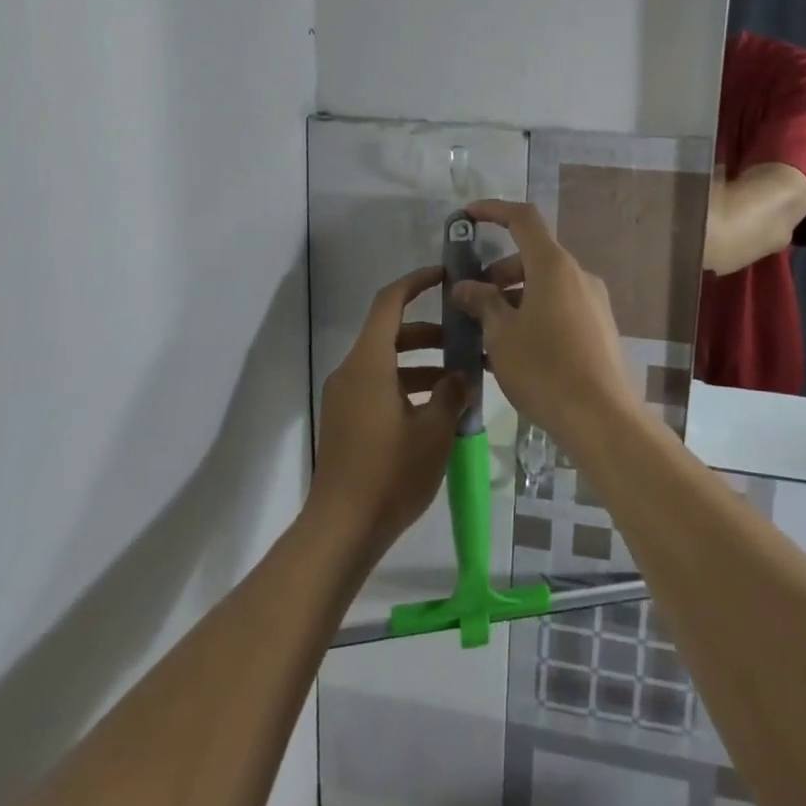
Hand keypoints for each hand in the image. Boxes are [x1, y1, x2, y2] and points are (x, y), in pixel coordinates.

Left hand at [309, 265, 470, 557]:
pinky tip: (436, 410)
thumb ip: (451, 394)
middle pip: (390, 333)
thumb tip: (461, 374)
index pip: (389, 303)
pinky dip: (406, 385)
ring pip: (386, 363)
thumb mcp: (434, 432)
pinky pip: (378, 386)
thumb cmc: (390, 473)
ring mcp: (345, 398)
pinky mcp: (346, 421)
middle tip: (465, 340)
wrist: (341, 529)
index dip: (415, 283)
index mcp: (369, 363)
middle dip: (429, 332)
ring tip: (459, 380)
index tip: (444, 276)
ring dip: (421, 363)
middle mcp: (351, 372)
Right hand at [450, 200, 637, 454]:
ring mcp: (593, 303)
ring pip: (545, 286)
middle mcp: (578, 276)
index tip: (467, 216)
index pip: (523, 219)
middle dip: (498, 272)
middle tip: (471, 299)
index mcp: (553, 266)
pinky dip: (533, 315)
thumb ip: (482, 302)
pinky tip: (513, 351)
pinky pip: (559, 309)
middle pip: (532, 257)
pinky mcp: (599, 329)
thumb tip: (466, 286)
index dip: (493, 210)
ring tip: (486, 332)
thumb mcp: (501, 334)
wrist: (601, 418)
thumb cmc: (544, 368)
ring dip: (513, 298)